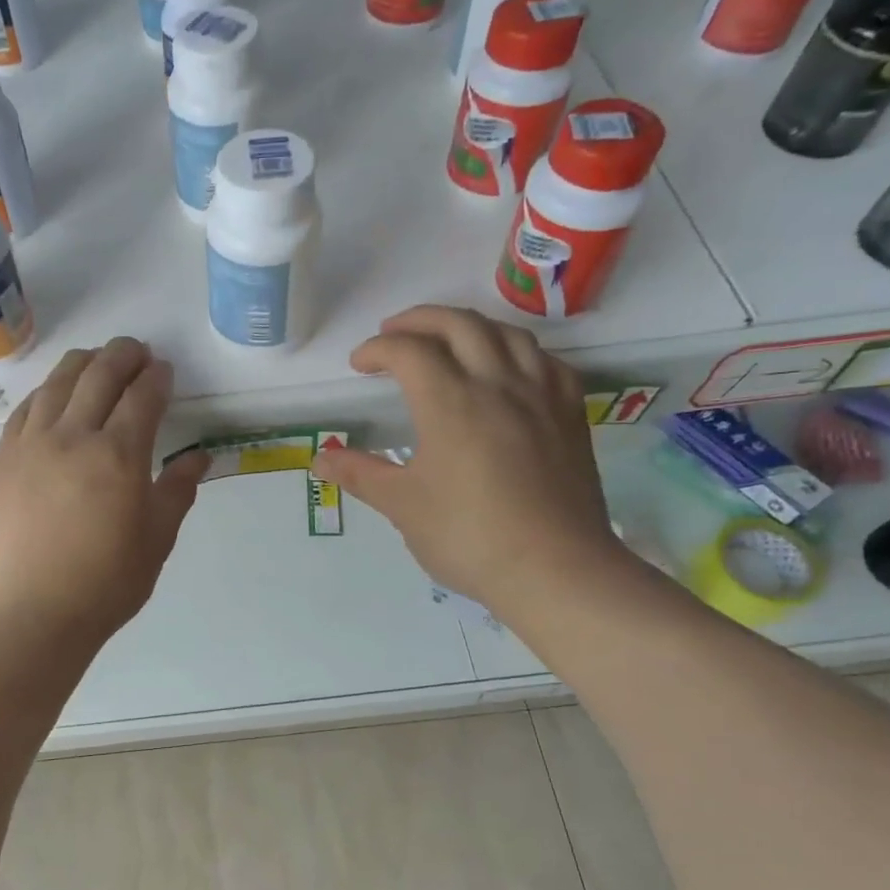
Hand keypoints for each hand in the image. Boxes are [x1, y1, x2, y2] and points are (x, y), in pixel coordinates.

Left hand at [0, 338, 207, 651]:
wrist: (31, 615)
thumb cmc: (105, 584)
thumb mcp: (156, 541)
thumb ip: (177, 491)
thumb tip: (200, 457)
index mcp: (118, 456)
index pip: (142, 397)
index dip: (157, 378)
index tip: (164, 372)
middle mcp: (72, 436)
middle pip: (99, 375)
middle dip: (123, 355)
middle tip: (137, 352)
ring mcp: (30, 445)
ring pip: (57, 383)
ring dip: (82, 363)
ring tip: (97, 361)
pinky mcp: (1, 460)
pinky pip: (25, 409)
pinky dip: (46, 391)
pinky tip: (54, 395)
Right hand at [310, 306, 622, 618]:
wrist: (555, 569)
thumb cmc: (468, 537)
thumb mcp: (403, 506)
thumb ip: (360, 474)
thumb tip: (319, 459)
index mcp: (450, 402)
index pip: (409, 351)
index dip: (377, 349)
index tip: (359, 365)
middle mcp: (498, 384)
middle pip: (459, 324)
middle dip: (420, 320)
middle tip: (394, 333)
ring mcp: (541, 395)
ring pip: (507, 333)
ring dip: (469, 326)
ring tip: (448, 341)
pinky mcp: (570, 413)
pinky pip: (544, 360)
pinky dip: (516, 350)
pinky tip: (508, 368)